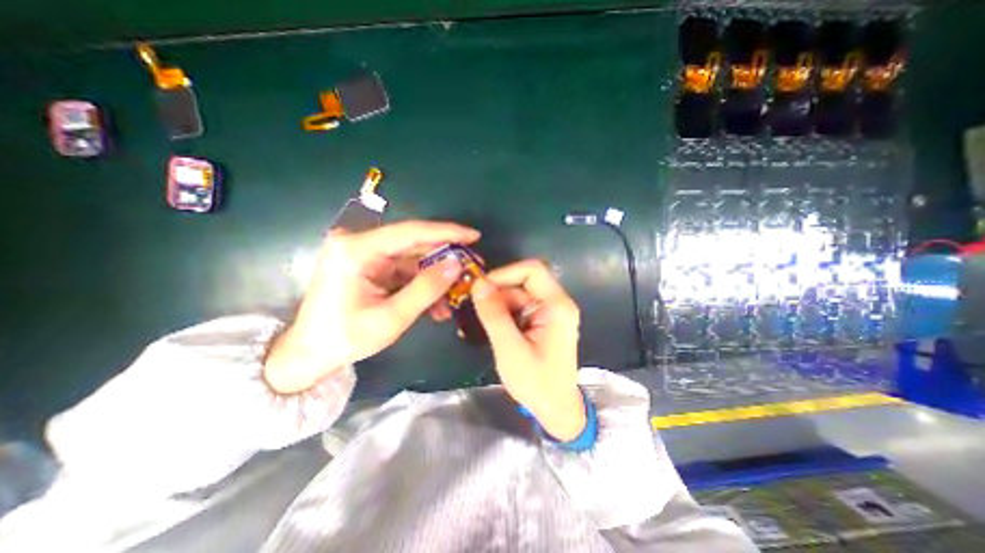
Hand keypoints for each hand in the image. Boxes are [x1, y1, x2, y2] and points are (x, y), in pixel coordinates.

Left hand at [261, 220, 476, 391]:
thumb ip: (426, 289)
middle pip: (413, 244)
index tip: (474, 235)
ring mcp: (364, 255)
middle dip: (445, 259)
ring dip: (434, 279)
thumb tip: (457, 264)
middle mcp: (359, 244)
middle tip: (472, 268)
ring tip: (455, 298)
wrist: (310, 354)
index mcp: (357, 249)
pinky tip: (435, 305)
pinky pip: (403, 271)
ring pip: (412, 260)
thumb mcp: (392, 317)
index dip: (446, 232)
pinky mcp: (369, 266)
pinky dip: (421, 285)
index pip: (411, 232)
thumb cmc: (345, 338)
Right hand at [468, 260, 583, 439]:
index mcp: (557, 306)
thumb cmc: (537, 383)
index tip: (481, 288)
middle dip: (498, 292)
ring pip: (519, 294)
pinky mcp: (542, 321)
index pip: (532, 270)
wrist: (556, 409)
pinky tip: (493, 328)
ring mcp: (550, 312)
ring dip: (499, 304)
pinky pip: (520, 307)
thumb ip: (494, 315)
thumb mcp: (510, 349)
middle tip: (476, 309)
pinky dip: (504, 313)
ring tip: (483, 323)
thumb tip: (478, 284)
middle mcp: (557, 303)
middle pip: (523, 282)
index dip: (504, 273)